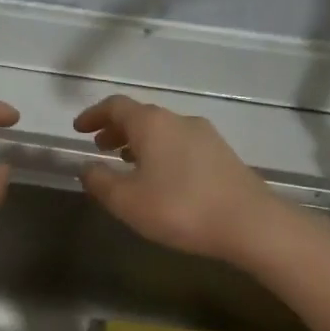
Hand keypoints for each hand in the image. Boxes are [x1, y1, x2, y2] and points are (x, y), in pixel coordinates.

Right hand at [73, 95, 278, 262]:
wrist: (251, 224)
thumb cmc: (180, 208)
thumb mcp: (127, 201)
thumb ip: (100, 182)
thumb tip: (86, 168)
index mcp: (151, 123)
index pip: (115, 106)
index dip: (93, 115)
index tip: (78, 129)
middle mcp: (178, 120)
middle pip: (140, 116)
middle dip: (116, 129)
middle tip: (99, 146)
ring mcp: (205, 135)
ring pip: (162, 130)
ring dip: (139, 141)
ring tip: (126, 162)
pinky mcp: (222, 154)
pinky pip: (180, 143)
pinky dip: (160, 151)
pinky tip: (160, 177)